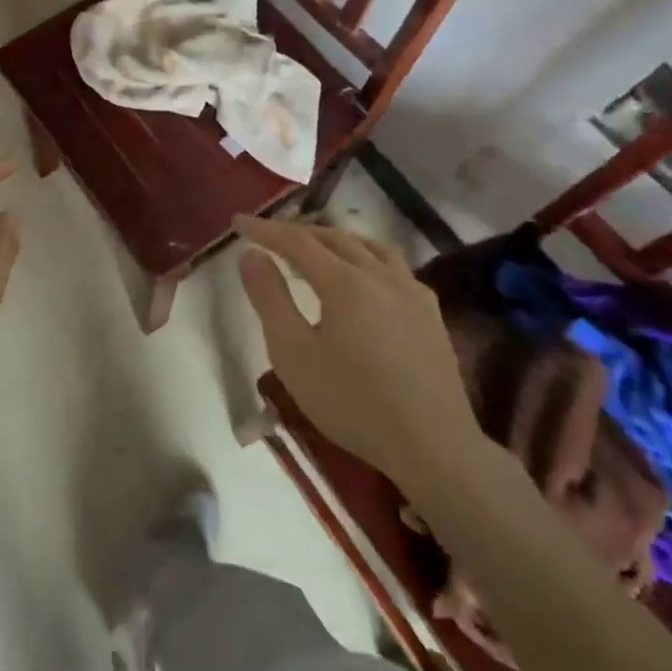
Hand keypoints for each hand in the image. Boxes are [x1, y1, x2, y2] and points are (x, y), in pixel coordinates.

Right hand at [235, 217, 484, 486]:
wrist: (433, 447)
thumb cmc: (351, 401)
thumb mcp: (292, 352)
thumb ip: (268, 297)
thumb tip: (251, 254)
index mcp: (344, 281)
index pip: (296, 241)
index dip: (264, 229)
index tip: (238, 223)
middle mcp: (380, 275)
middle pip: (334, 237)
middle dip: (298, 231)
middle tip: (270, 235)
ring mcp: (412, 292)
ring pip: (370, 246)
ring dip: (336, 239)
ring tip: (317, 247)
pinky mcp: (431, 314)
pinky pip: (394, 267)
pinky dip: (367, 257)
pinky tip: (365, 277)